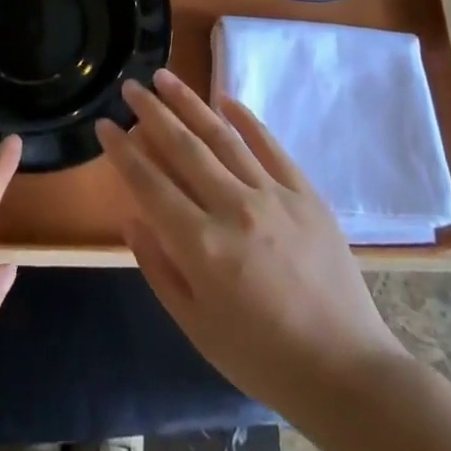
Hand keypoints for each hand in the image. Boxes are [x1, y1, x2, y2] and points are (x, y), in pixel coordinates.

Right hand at [97, 70, 402, 415]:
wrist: (346, 373)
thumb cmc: (261, 357)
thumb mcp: (195, 325)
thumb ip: (158, 268)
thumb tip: (132, 218)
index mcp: (201, 246)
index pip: (149, 183)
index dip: (122, 151)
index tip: (104, 125)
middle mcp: (233, 209)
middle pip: (183, 147)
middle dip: (151, 112)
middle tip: (130, 86)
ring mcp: (273, 196)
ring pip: (222, 136)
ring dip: (190, 103)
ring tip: (165, 77)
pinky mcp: (305, 194)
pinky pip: (270, 145)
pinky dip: (246, 119)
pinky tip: (224, 99)